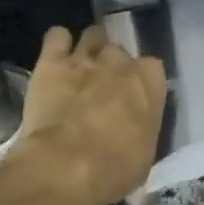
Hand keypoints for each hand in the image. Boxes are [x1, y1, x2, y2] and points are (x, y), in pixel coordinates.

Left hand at [6, 25, 166, 204]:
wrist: (67, 166)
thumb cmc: (114, 169)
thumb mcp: (144, 155)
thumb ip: (142, 129)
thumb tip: (135, 130)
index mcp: (149, 83)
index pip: (152, 68)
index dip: (141, 80)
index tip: (132, 97)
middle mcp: (119, 63)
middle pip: (119, 50)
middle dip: (112, 65)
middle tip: (102, 86)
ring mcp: (85, 59)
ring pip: (92, 35)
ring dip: (88, 48)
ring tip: (79, 66)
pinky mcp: (51, 62)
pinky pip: (57, 36)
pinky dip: (57, 43)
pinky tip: (55, 57)